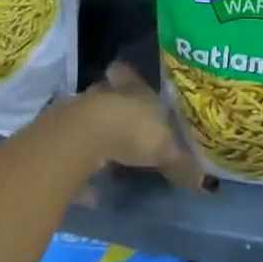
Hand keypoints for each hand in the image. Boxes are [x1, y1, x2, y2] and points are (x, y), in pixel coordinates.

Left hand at [75, 62, 204, 189]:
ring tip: (110, 157)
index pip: (129, 74)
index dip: (128, 77)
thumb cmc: (133, 130)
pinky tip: (90, 186)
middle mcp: (106, 95)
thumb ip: (181, 163)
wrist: (83, 138)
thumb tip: (200, 179)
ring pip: (91, 120)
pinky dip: (83, 165)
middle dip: (115, 108)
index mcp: (134, 89)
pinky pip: (76, 150)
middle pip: (108, 96)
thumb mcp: (166, 149)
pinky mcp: (62, 137)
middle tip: (125, 126)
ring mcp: (81, 113)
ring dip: (98, 135)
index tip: (125, 77)